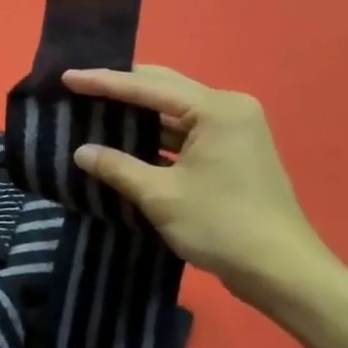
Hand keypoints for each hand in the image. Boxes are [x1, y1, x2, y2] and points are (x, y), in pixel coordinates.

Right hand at [64, 64, 333, 304]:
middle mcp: (228, 109)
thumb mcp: (159, 195)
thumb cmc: (221, 225)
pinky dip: (152, 132)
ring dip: (135, 110)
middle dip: (121, 85)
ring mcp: (232, 130)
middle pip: (163, 87)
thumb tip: (80, 151)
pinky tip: (123, 137)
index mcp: (216, 110)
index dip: (103, 82)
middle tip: (78, 84)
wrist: (281, 271)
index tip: (66, 77)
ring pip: (172, 109)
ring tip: (94, 106)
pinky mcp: (230, 152)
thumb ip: (117, 167)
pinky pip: (182, 130)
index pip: (147, 87)